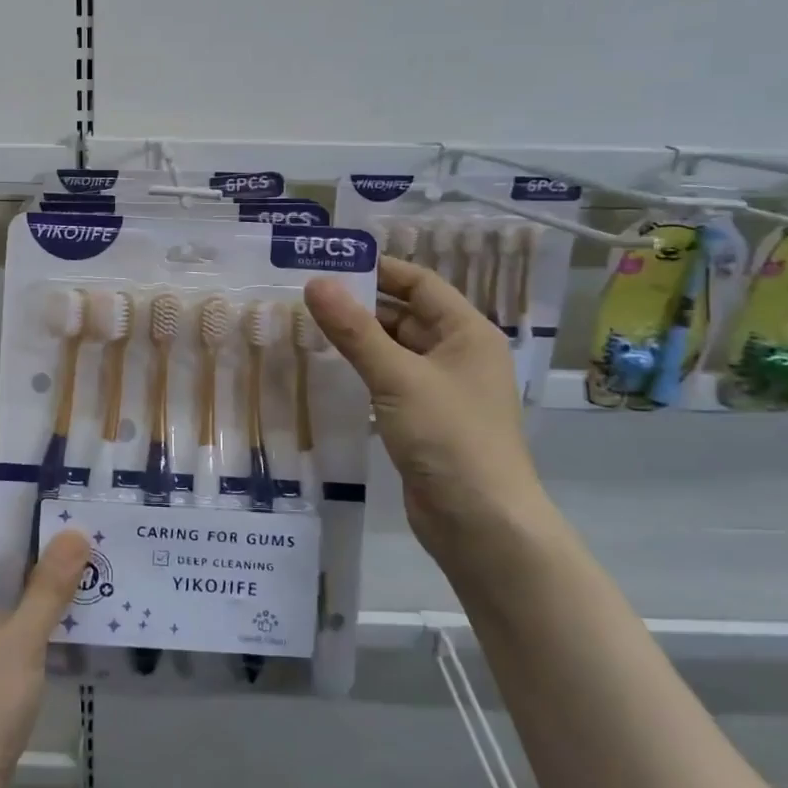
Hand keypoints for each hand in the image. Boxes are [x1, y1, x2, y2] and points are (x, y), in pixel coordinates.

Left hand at [0, 508, 90, 787]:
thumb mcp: (22, 640)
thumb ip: (49, 585)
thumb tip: (75, 531)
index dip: (8, 513)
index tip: (53, 513)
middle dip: (32, 547)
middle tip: (80, 542)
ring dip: (36, 584)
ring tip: (84, 577)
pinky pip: (3, 627)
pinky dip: (31, 618)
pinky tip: (68, 625)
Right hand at [304, 257, 546, 554]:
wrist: (481, 524)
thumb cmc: (449, 437)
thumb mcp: (398, 377)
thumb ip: (355, 330)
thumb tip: (316, 283)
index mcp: (467, 333)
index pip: (421, 284)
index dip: (380, 270)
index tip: (331, 263)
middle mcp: (458, 355)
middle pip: (406, 315)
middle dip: (360, 305)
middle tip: (306, 296)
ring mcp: (442, 390)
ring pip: (395, 351)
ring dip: (358, 340)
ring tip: (307, 326)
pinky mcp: (425, 421)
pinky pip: (390, 382)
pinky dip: (363, 372)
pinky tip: (328, 370)